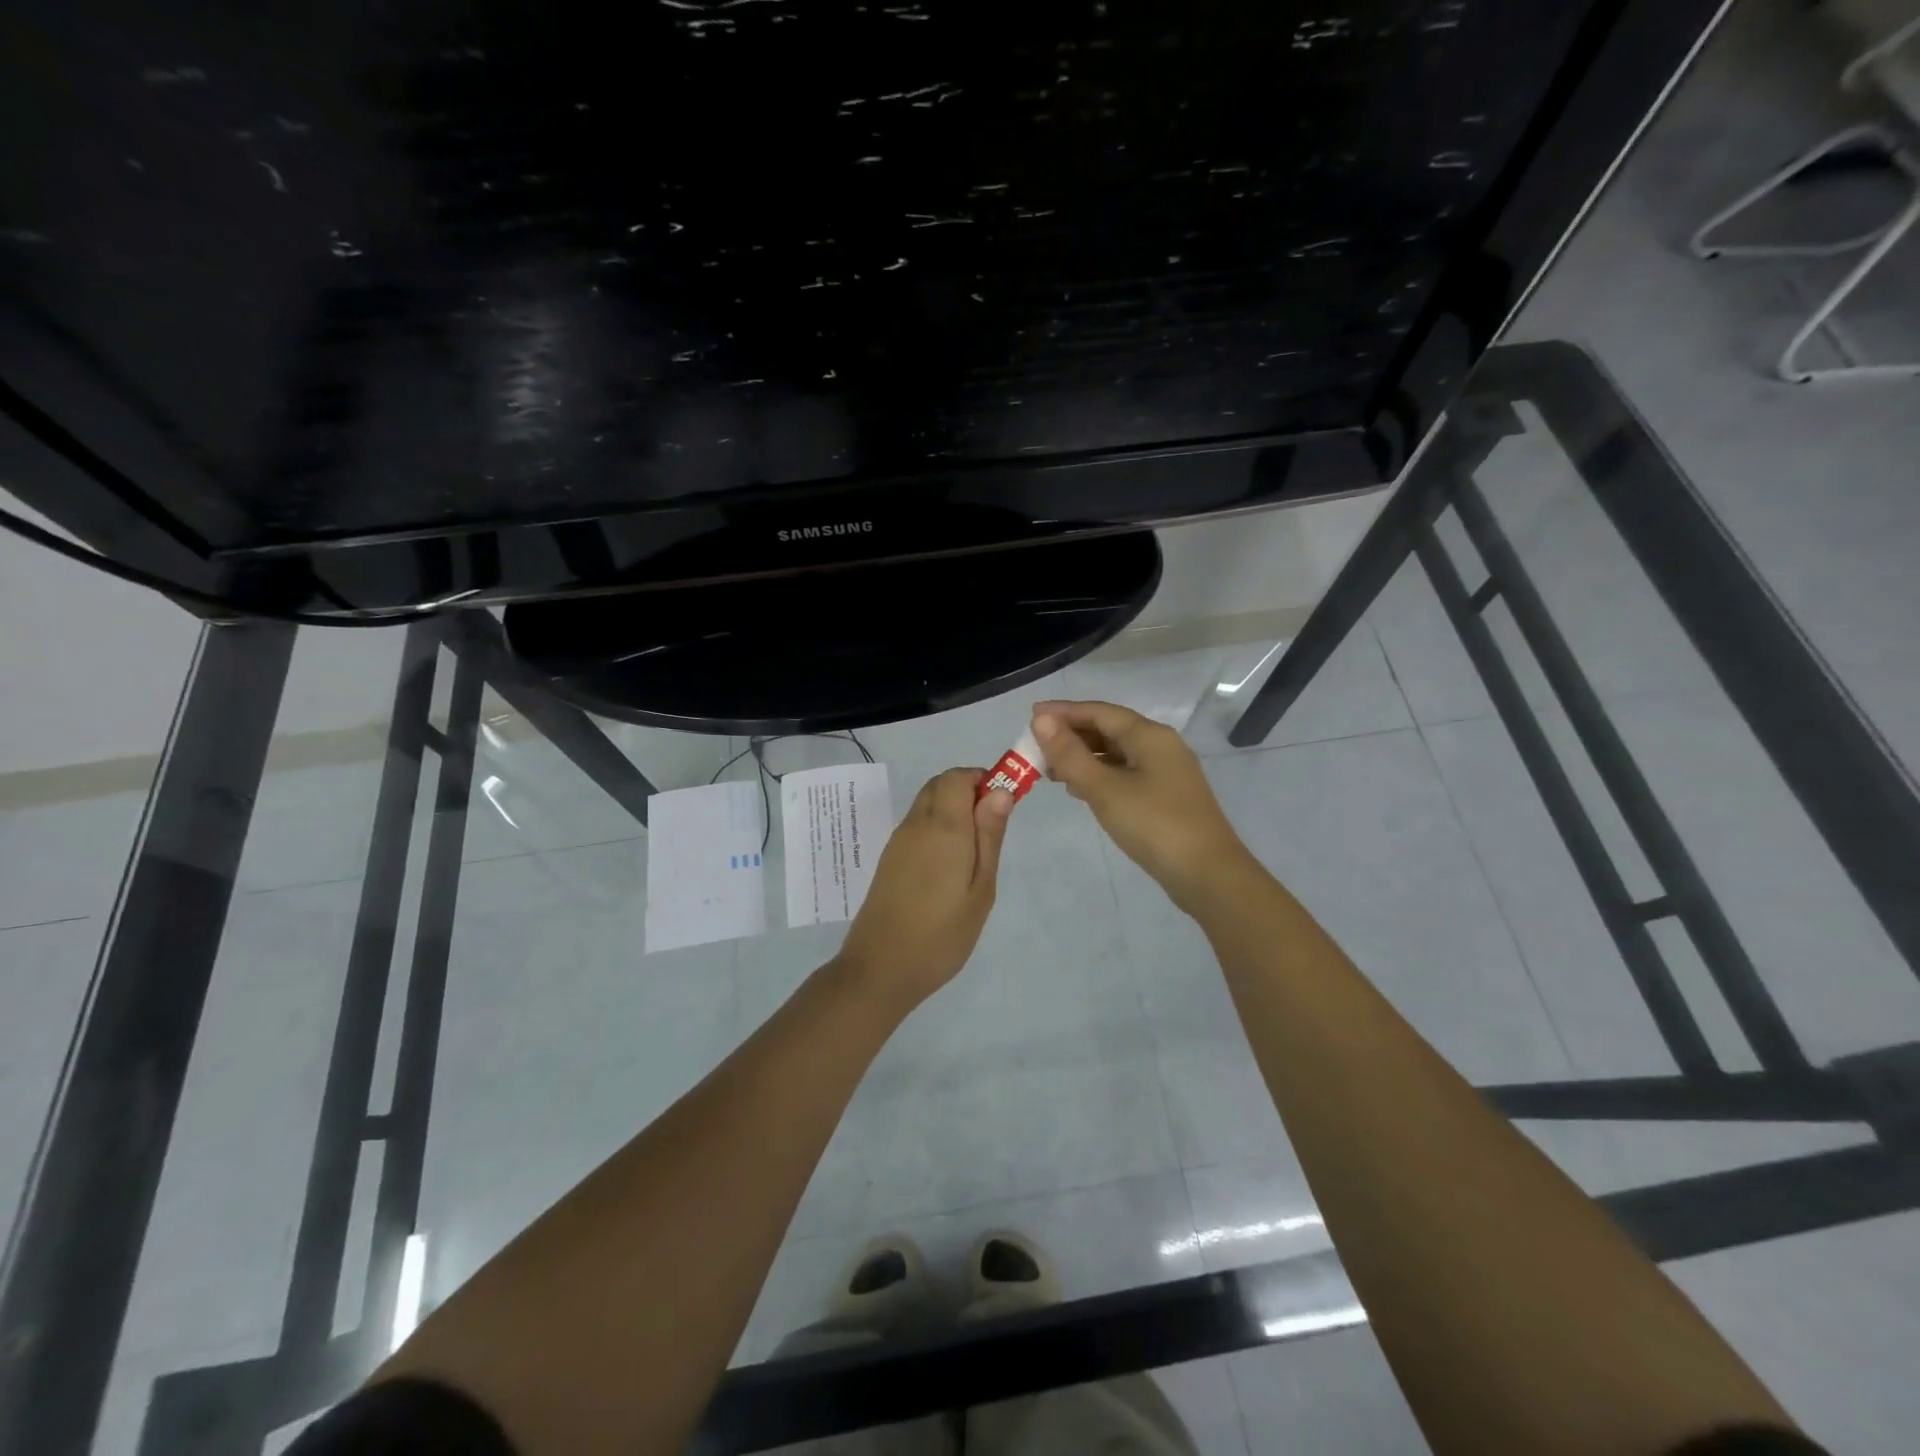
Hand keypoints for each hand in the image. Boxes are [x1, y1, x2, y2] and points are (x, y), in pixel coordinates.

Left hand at [833, 767, 1012, 1011]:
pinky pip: (917, 825)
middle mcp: (916, 824)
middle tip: (992, 830)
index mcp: (942, 826)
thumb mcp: (980, 888)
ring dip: (952, 809)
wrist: (881, 969)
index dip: (983, 780)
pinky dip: (937, 827)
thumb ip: (989, 836)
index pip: (958, 776)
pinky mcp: (890, 859)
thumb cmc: (942, 934)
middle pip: (941, 785)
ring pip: (927, 803)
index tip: (1004, 806)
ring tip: (974, 853)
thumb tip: (1000, 791)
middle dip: (969, 792)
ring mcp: (899, 841)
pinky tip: (949, 865)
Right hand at [1032, 700, 1254, 913]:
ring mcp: (1167, 771)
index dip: (1064, 712)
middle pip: (1109, 729)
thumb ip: (1070, 754)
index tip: (1031, 715)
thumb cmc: (1154, 826)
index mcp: (1149, 735)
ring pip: (1117, 753)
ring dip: (1084, 757)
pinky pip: (1126, 773)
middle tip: (1036, 748)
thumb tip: (1042, 719)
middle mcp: (1161, 745)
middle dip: (1072, 735)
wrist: (1208, 875)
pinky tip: (1081, 790)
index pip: (1099, 711)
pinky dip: (1100, 775)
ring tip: (1051, 770)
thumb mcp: (1104, 789)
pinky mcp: (1167, 796)